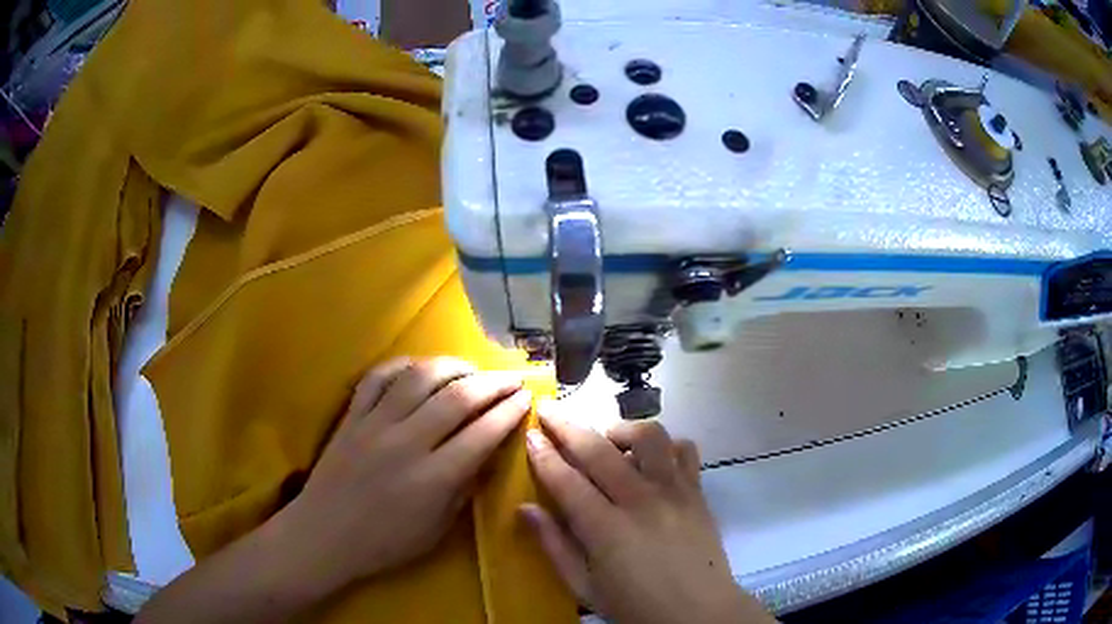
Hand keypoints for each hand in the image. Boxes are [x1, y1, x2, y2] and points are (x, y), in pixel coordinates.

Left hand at [276, 356, 531, 590]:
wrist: (324, 536)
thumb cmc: (385, 543)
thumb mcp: (437, 530)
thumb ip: (465, 489)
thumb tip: (488, 454)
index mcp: (433, 479)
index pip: (483, 433)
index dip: (510, 411)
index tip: (527, 398)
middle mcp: (407, 443)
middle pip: (458, 397)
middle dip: (493, 382)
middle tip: (513, 377)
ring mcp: (375, 424)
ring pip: (420, 377)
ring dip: (453, 366)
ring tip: (472, 369)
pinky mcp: (352, 416)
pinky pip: (378, 377)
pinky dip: (403, 365)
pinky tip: (419, 368)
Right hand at [521, 408, 776, 623]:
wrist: (699, 613)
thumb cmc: (636, 606)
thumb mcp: (585, 587)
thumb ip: (554, 546)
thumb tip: (525, 508)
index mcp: (606, 529)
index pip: (567, 480)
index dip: (544, 454)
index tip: (531, 435)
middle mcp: (640, 501)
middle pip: (599, 450)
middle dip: (568, 426)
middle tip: (550, 411)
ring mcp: (674, 492)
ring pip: (648, 437)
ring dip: (621, 430)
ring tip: (608, 441)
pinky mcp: (697, 492)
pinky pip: (685, 450)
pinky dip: (666, 445)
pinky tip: (653, 459)